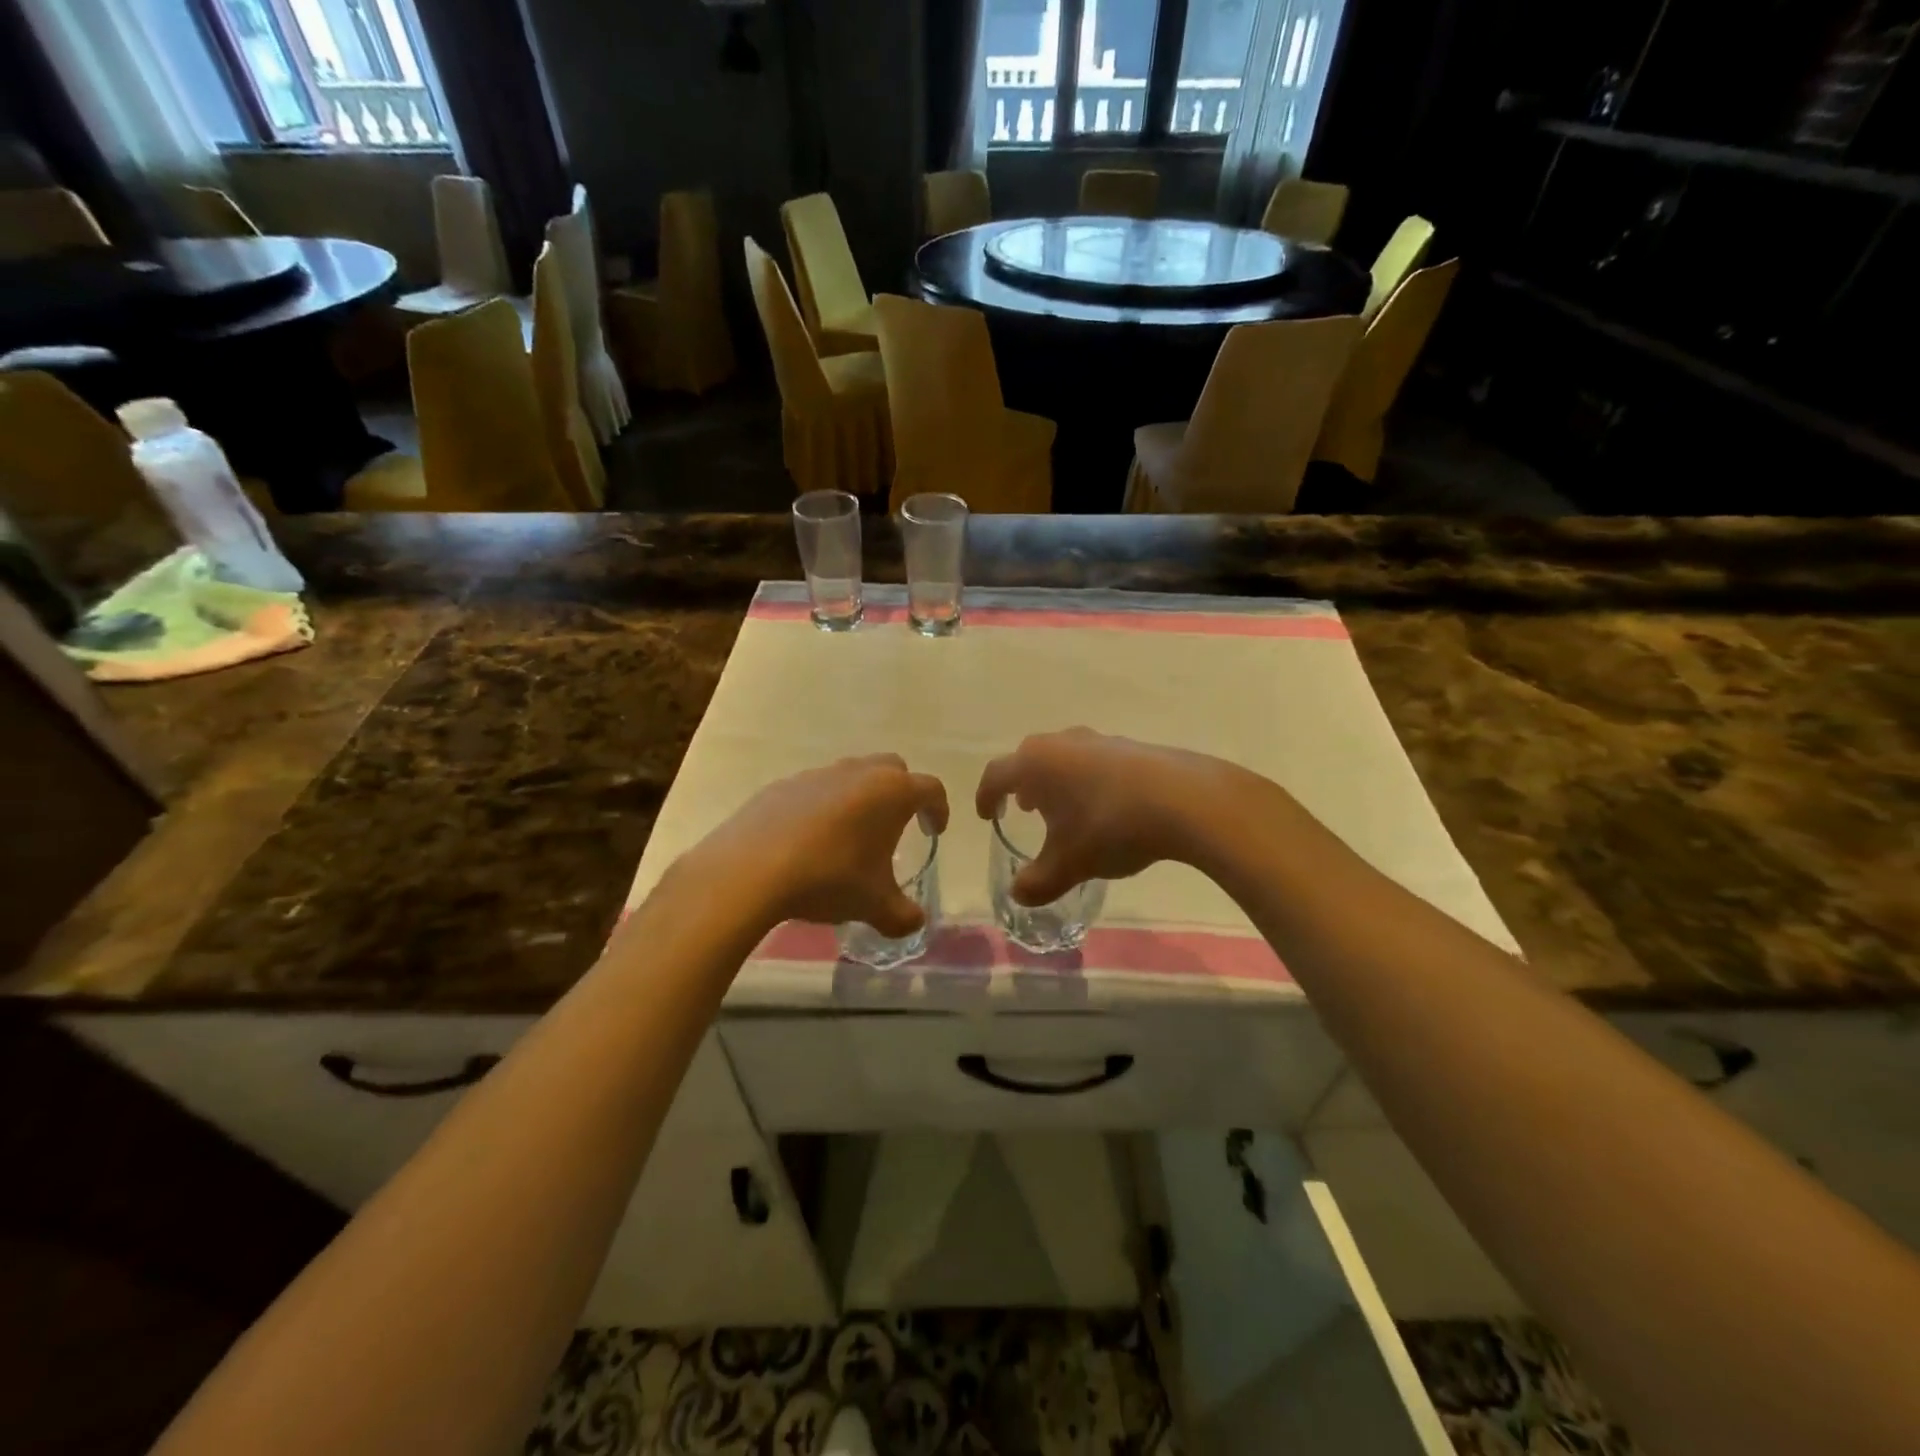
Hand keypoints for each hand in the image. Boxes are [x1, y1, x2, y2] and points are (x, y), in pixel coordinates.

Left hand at [697, 755, 948, 935]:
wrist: (750, 870)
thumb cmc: (828, 878)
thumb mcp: (874, 905)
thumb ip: (902, 916)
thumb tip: (915, 923)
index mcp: (891, 792)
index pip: (930, 789)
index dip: (939, 809)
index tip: (935, 831)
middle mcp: (858, 772)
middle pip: (893, 769)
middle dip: (901, 793)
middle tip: (897, 825)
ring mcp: (818, 774)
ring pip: (851, 775)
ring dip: (861, 797)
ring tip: (851, 835)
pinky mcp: (783, 785)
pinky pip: (815, 789)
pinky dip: (823, 806)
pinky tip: (810, 839)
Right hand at [974, 729, 1226, 905]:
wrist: (1185, 800)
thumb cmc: (1110, 828)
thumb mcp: (1069, 865)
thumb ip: (1037, 882)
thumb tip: (1018, 894)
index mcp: (1035, 764)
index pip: (996, 775)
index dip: (986, 796)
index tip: (987, 815)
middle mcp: (1061, 743)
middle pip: (1029, 758)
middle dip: (1022, 784)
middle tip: (1024, 808)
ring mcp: (1098, 740)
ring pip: (1063, 756)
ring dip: (1056, 780)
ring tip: (1064, 807)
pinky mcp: (1130, 745)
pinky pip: (1094, 760)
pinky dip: (1087, 779)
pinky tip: (1105, 805)